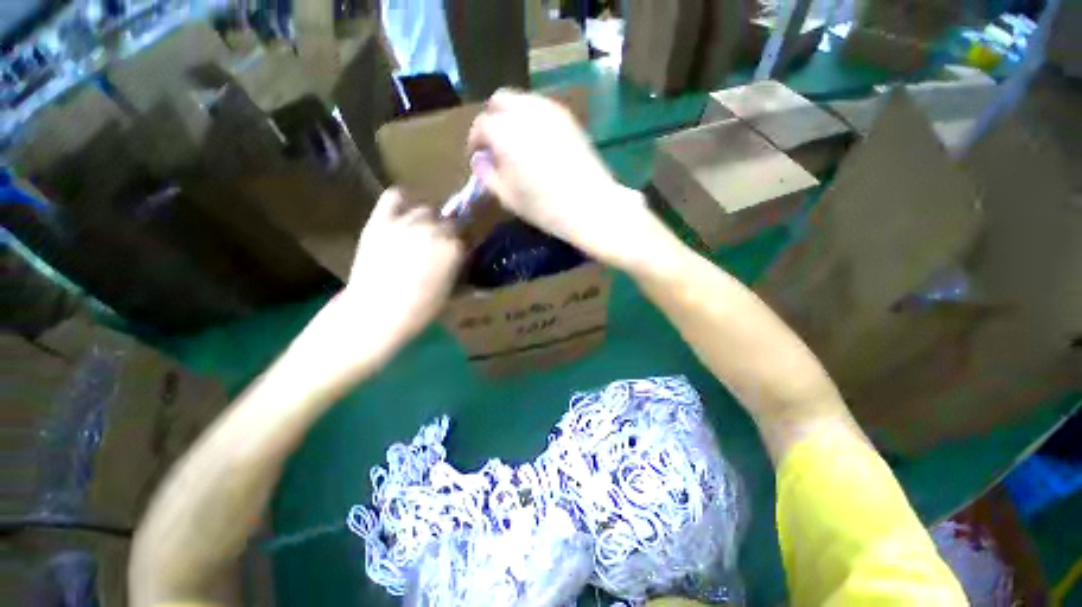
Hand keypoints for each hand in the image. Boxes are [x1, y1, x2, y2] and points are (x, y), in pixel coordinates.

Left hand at [345, 188, 462, 339]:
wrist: (377, 312)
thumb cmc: (420, 309)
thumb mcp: (451, 294)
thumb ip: (464, 276)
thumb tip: (471, 272)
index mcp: (455, 247)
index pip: (468, 237)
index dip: (464, 246)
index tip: (460, 255)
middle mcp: (434, 228)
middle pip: (449, 221)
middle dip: (448, 233)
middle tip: (440, 249)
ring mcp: (407, 221)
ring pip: (426, 210)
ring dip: (429, 220)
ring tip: (422, 235)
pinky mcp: (381, 221)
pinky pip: (395, 196)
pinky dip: (403, 200)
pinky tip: (405, 212)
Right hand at [468, 89, 657, 270]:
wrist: (591, 206)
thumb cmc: (545, 207)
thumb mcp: (508, 197)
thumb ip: (487, 174)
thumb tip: (480, 159)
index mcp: (506, 133)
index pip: (481, 125)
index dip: (476, 141)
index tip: (479, 157)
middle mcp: (526, 112)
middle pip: (500, 100)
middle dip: (492, 119)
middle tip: (495, 146)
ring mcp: (551, 111)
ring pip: (522, 100)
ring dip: (512, 117)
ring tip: (516, 144)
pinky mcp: (569, 118)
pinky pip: (542, 108)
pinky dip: (532, 119)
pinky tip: (537, 143)